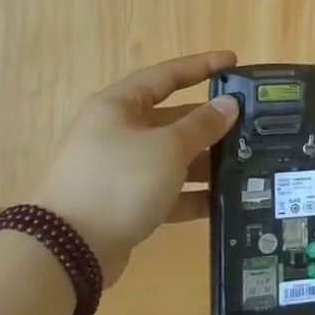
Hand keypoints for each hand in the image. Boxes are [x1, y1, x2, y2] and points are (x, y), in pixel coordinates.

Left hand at [31, 51, 240, 285]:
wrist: (64, 252)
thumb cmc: (117, 182)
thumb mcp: (167, 148)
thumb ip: (202, 125)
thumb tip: (229, 105)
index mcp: (120, 106)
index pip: (167, 75)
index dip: (202, 66)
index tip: (234, 62)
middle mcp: (118, 133)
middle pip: (172, 118)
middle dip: (210, 122)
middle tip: (249, 124)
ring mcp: (120, 171)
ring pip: (172, 157)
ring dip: (205, 161)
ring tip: (245, 164)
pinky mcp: (124, 205)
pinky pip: (166, 192)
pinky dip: (191, 195)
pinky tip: (222, 201)